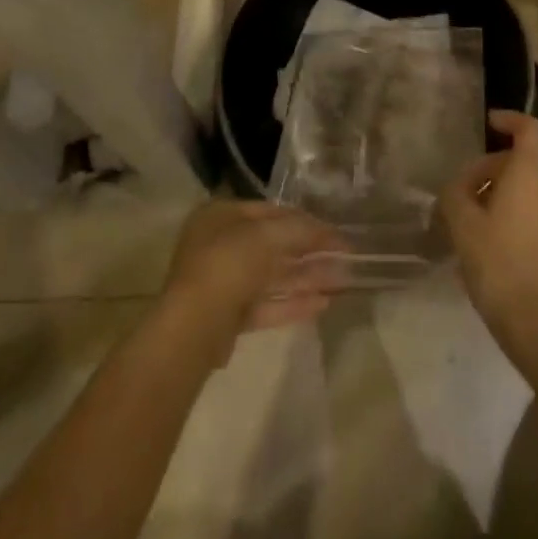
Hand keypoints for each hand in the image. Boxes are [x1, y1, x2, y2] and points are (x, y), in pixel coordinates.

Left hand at [160, 200, 347, 360]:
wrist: (194, 327)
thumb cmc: (229, 264)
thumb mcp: (269, 235)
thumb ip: (301, 229)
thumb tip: (328, 231)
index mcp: (221, 215)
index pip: (271, 211)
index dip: (305, 219)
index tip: (334, 231)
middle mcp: (219, 244)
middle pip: (273, 245)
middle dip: (309, 252)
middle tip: (344, 258)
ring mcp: (222, 282)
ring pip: (272, 276)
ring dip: (306, 278)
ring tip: (342, 281)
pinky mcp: (228, 317)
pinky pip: (266, 304)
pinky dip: (293, 302)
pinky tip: (323, 304)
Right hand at [440, 110, 537, 359]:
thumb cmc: (498, 261)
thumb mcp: (463, 224)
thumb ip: (455, 194)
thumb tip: (457, 187)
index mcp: (528, 174)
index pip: (529, 129)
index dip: (509, 119)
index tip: (488, 123)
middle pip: (517, 161)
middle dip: (486, 169)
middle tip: (456, 193)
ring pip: (521, 189)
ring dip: (492, 195)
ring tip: (462, 220)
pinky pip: (526, 212)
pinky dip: (504, 214)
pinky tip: (480, 243)